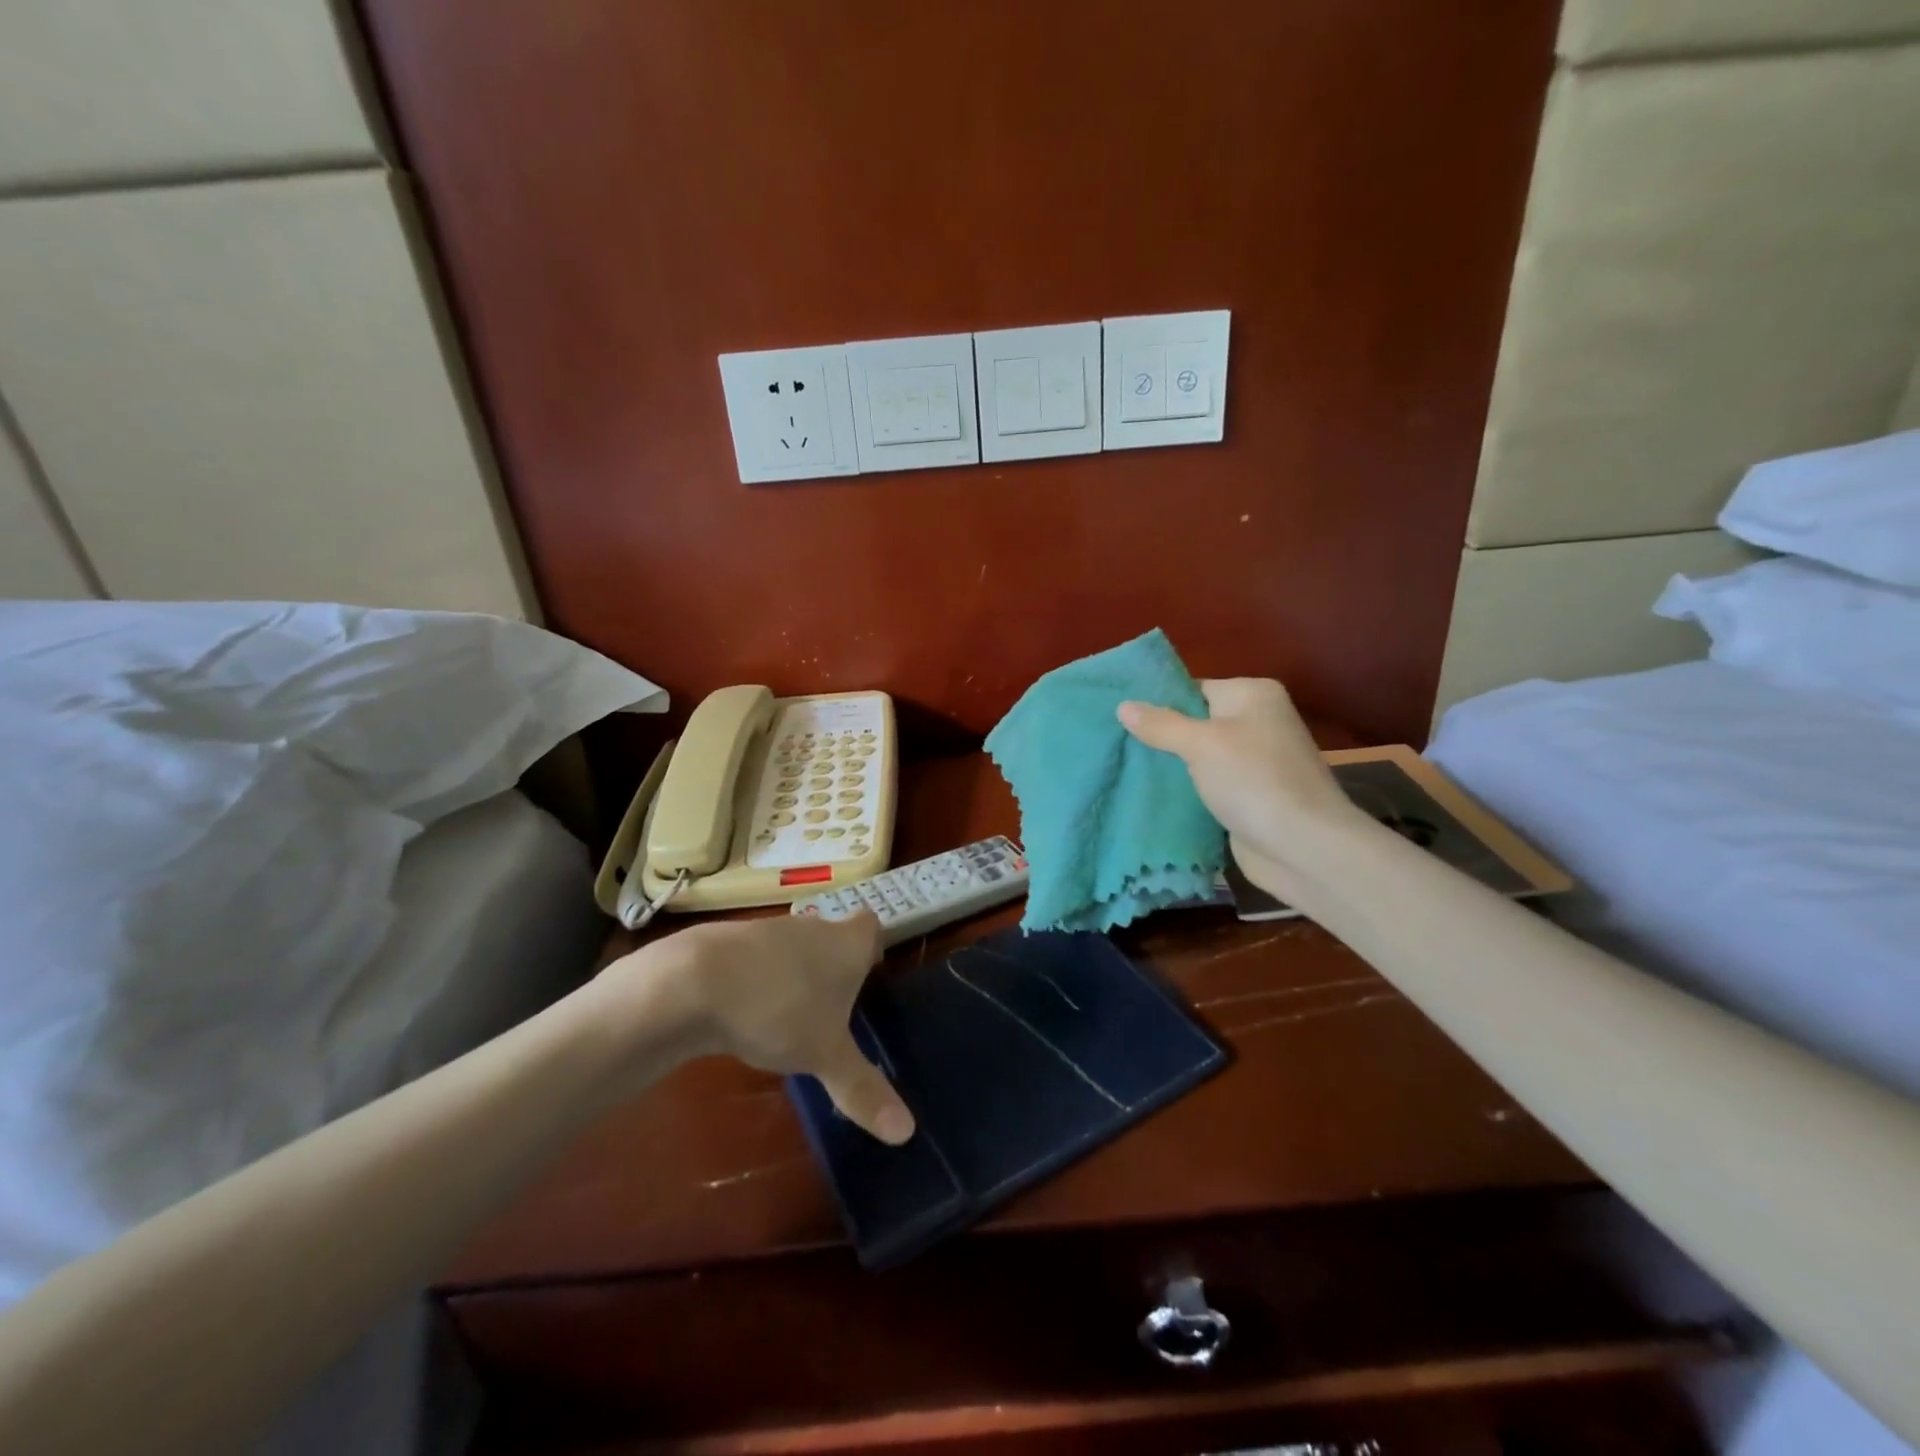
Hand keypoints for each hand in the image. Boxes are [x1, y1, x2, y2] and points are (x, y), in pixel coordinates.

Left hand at [594, 913, 914, 1144]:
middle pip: (832, 936)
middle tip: (835, 1006)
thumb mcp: (825, 1056)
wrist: (693, 983)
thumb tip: (906, 1131)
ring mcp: (768, 929)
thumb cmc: (779, 1010)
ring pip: (793, 947)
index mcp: (847, 944)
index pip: (871, 926)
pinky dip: (757, 978)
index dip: (872, 946)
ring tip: (791, 1015)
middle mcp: (813, 926)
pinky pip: (755, 958)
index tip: (870, 971)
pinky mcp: (729, 941)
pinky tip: (746, 1013)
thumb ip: (864, 1089)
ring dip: (794, 973)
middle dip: (833, 965)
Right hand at [1118, 678, 1366, 901]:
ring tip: (1122, 770)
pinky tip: (1150, 796)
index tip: (1118, 718)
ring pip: (1199, 757)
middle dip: (1159, 736)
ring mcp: (1255, 761)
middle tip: (1114, 745)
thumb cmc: (1253, 781)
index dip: (1157, 703)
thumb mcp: (1200, 744)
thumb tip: (1123, 705)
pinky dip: (1185, 791)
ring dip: (1170, 767)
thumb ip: (1161, 724)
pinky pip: (1207, 785)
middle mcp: (1257, 722)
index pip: (1194, 689)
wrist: (1304, 847)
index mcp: (1252, 695)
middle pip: (1195, 722)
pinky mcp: (1249, 796)